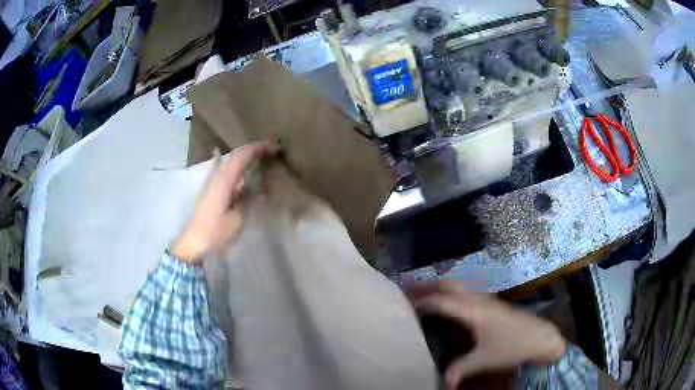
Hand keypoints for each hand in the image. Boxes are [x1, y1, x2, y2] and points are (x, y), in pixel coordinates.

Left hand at [170, 141, 278, 263]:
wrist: (193, 243)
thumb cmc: (215, 232)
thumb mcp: (237, 218)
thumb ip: (247, 198)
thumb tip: (256, 184)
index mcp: (224, 180)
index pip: (242, 156)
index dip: (259, 148)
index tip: (275, 147)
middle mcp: (218, 176)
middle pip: (237, 155)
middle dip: (255, 149)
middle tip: (272, 149)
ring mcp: (214, 182)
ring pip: (233, 162)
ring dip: (248, 157)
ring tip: (264, 157)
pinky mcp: (213, 190)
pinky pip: (230, 171)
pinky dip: (241, 166)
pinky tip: (248, 171)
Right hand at [409, 281, 566, 389]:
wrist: (539, 336)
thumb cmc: (512, 346)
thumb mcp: (486, 359)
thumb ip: (461, 368)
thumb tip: (443, 383)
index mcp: (475, 311)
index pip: (444, 301)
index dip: (424, 302)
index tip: (405, 304)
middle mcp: (478, 300)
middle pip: (450, 285)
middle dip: (428, 285)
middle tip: (407, 288)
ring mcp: (486, 299)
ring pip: (458, 286)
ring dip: (439, 286)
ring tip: (422, 291)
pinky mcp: (491, 303)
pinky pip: (465, 291)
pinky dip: (450, 292)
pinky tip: (448, 301)